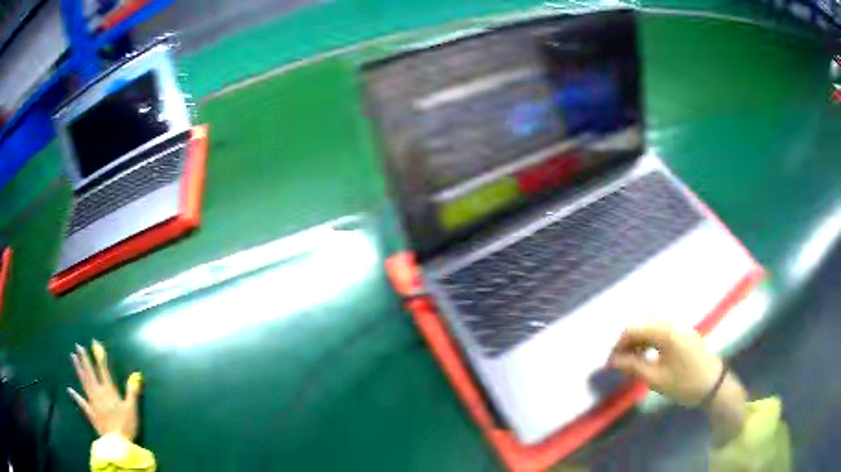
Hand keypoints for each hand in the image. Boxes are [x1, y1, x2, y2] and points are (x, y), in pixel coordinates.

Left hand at [68, 341, 142, 440]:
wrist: (117, 443)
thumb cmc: (126, 425)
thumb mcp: (132, 409)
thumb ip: (133, 391)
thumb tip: (136, 374)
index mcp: (109, 390)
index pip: (102, 369)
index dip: (98, 356)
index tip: (93, 343)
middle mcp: (98, 392)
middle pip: (90, 372)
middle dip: (84, 358)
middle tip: (78, 346)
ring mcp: (92, 402)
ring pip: (83, 382)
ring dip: (78, 369)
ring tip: (72, 357)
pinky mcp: (89, 412)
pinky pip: (81, 402)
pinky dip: (75, 396)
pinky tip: (69, 390)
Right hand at [608, 320, 746, 442]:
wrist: (712, 384)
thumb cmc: (684, 383)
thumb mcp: (656, 379)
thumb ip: (633, 367)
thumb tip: (613, 361)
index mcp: (665, 331)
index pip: (633, 329)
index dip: (618, 345)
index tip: (611, 364)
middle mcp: (671, 322)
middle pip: (641, 324)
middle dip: (627, 343)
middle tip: (620, 364)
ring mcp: (679, 325)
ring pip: (650, 326)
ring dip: (638, 341)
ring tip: (632, 362)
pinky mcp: (683, 331)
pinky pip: (660, 329)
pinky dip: (649, 340)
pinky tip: (647, 356)